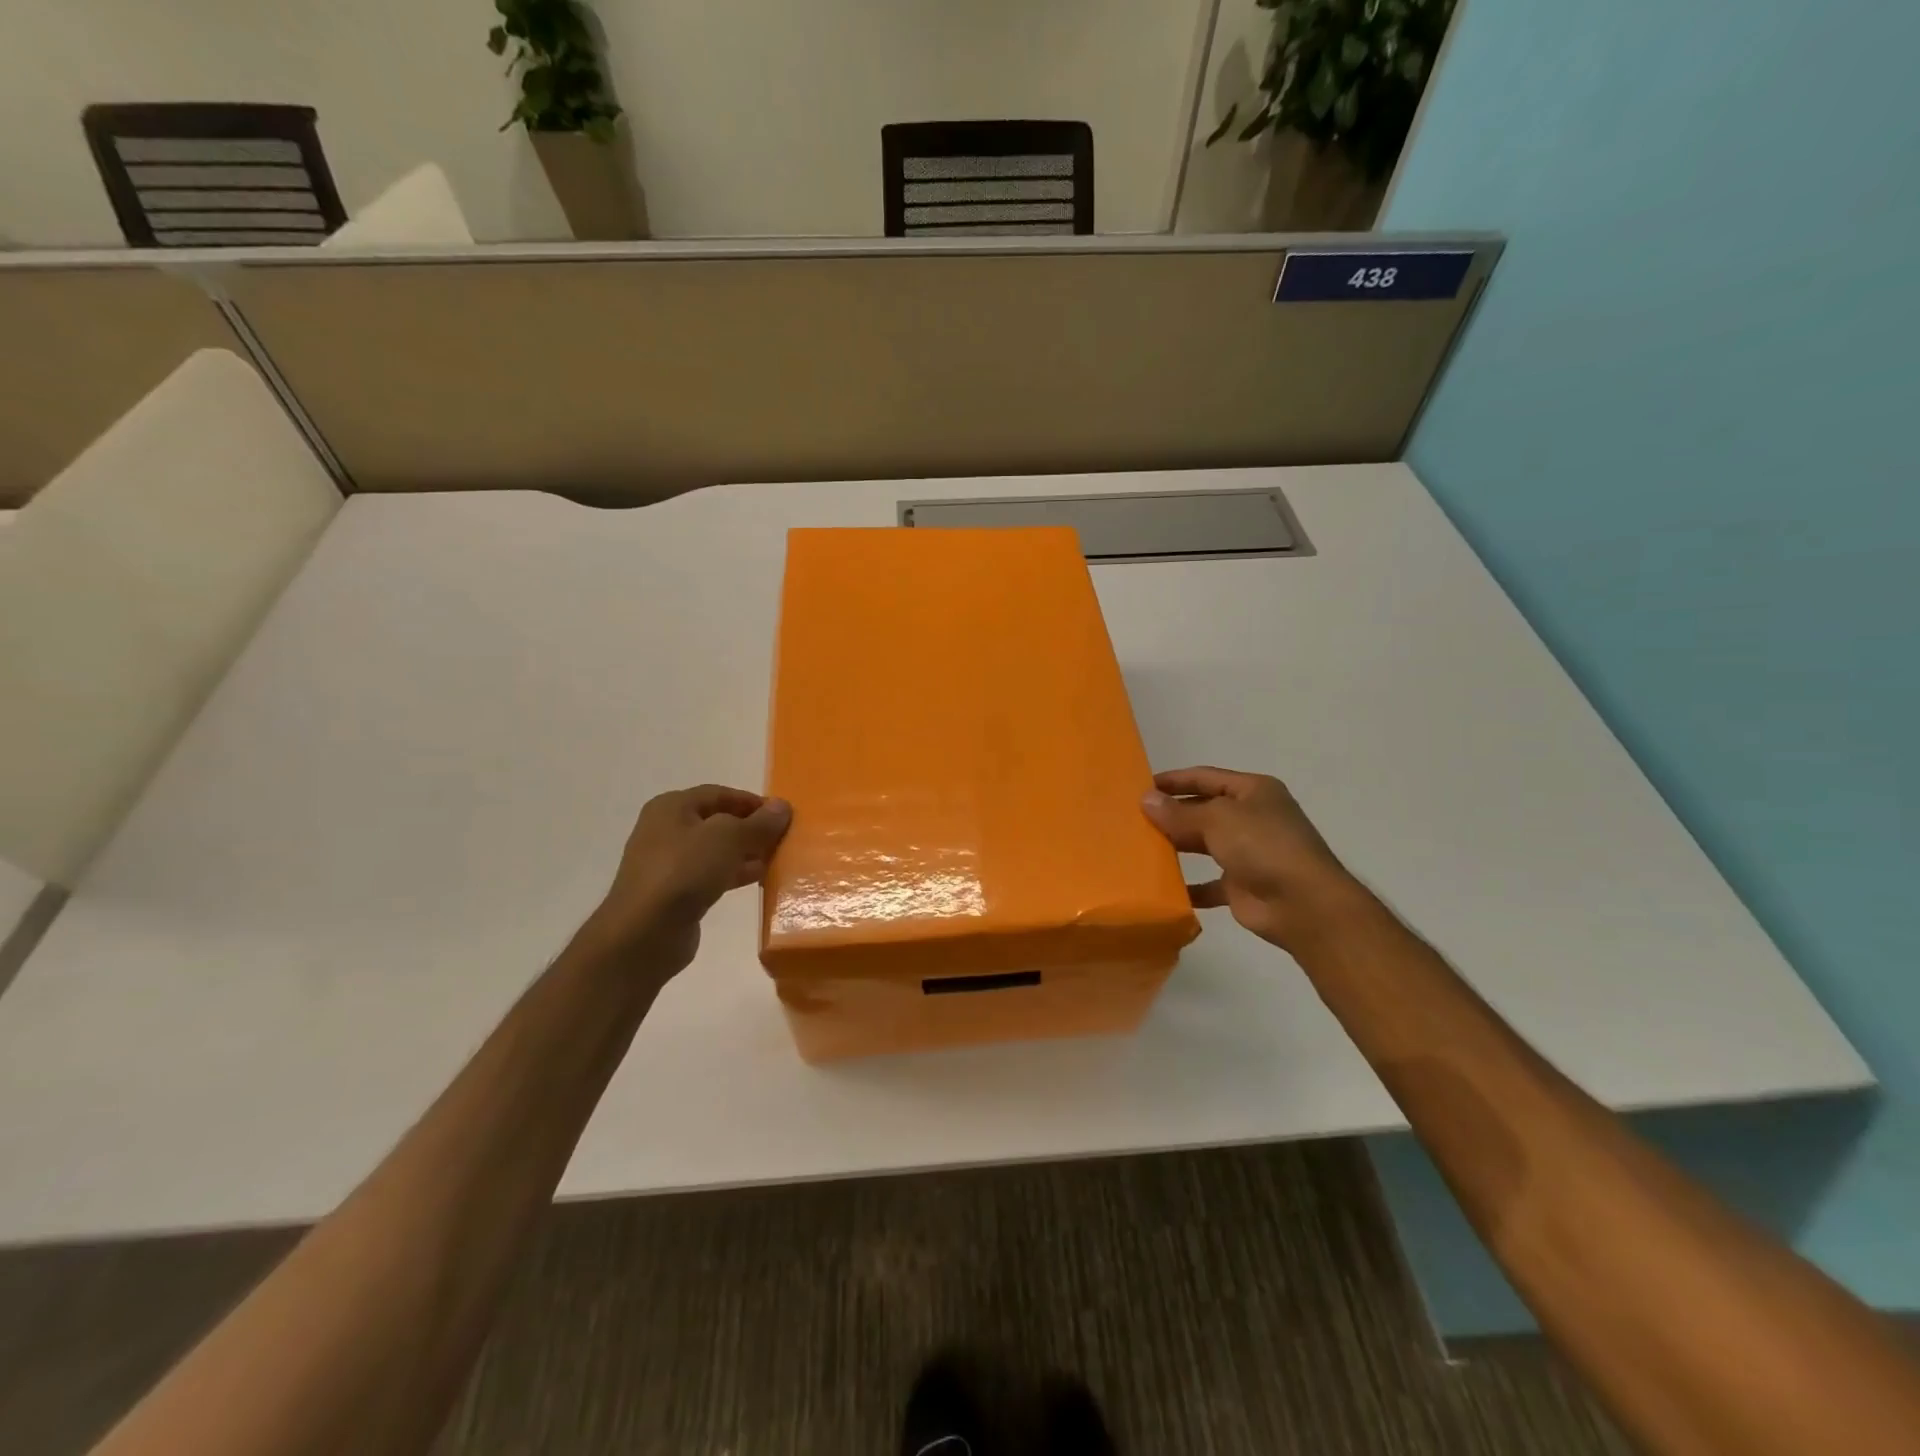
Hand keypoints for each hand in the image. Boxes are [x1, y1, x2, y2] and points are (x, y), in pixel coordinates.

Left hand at [584, 784, 791, 973]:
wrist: (644, 933)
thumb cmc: (684, 871)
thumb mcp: (729, 838)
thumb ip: (758, 823)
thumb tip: (783, 806)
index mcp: (672, 807)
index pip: (719, 794)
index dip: (752, 802)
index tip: (782, 815)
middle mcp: (665, 830)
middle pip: (717, 822)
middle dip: (750, 829)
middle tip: (782, 838)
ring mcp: (667, 863)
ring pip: (714, 850)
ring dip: (745, 853)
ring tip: (775, 859)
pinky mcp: (673, 893)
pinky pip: (709, 875)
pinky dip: (733, 874)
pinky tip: (757, 880)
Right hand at [1141, 766, 1372, 952]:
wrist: (1303, 904)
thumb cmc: (1262, 846)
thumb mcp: (1217, 819)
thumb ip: (1179, 811)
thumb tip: (1146, 799)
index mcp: (1253, 791)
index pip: (1206, 777)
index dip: (1174, 780)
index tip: (1141, 786)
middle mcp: (1252, 818)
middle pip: (1204, 810)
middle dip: (1172, 813)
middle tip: (1134, 817)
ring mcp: (1249, 853)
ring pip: (1205, 844)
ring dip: (1178, 845)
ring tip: (1141, 846)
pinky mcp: (1242, 886)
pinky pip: (1209, 883)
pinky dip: (1188, 885)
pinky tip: (1162, 886)